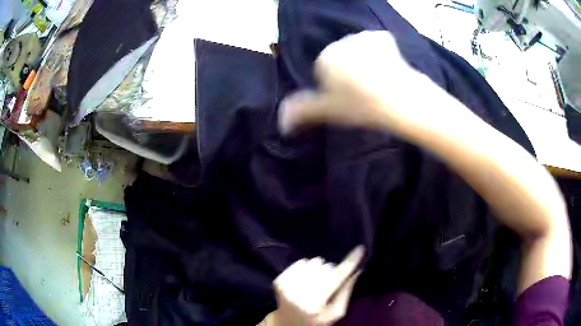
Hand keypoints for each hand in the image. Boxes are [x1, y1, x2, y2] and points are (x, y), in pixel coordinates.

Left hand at [272, 246, 363, 325]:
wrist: (286, 324)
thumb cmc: (316, 320)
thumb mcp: (336, 313)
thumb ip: (346, 292)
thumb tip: (357, 270)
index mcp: (315, 303)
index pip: (336, 277)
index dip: (350, 262)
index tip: (360, 249)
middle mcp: (299, 292)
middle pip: (327, 267)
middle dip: (332, 273)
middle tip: (329, 286)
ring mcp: (286, 286)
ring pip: (314, 261)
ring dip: (319, 270)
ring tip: (316, 283)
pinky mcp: (279, 280)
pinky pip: (301, 262)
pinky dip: (306, 269)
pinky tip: (305, 280)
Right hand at [278, 31, 436, 134]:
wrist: (400, 99)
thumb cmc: (362, 106)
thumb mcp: (329, 111)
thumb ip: (302, 111)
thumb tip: (281, 123)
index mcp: (324, 58)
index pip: (324, 70)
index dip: (336, 86)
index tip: (349, 99)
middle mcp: (340, 41)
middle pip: (341, 58)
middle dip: (348, 71)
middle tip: (364, 92)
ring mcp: (363, 36)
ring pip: (358, 50)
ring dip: (364, 61)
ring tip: (377, 81)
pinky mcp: (383, 37)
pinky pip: (376, 44)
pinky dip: (380, 52)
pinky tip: (387, 67)